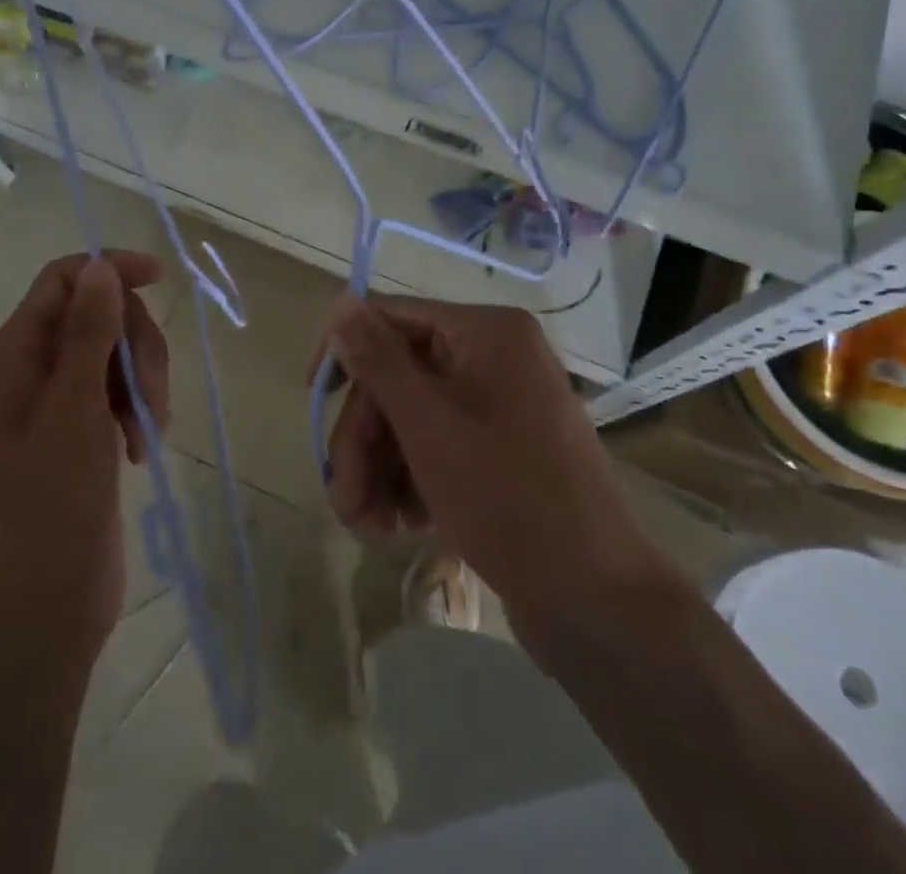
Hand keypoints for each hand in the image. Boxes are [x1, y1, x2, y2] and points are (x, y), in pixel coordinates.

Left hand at [0, 252, 169, 661]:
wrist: (46, 604)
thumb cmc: (52, 502)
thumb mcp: (73, 409)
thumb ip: (87, 332)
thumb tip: (101, 266)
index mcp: (15, 356)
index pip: (63, 280)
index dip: (110, 271)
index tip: (160, 280)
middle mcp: (34, 370)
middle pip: (100, 314)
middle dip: (136, 344)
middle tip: (148, 392)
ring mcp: (61, 402)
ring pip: (118, 353)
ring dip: (144, 382)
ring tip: (145, 430)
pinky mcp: (85, 431)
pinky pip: (123, 391)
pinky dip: (141, 408)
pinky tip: (140, 446)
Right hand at [315, 296, 668, 649]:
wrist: (594, 599)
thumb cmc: (507, 497)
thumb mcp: (429, 425)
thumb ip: (379, 361)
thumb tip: (340, 305)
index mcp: (485, 332)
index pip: (392, 317)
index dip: (346, 353)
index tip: (311, 396)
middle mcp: (494, 357)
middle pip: (398, 377)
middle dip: (364, 438)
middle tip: (344, 497)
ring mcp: (499, 404)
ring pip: (412, 418)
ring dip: (380, 467)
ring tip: (368, 525)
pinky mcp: (501, 449)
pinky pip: (438, 445)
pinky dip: (411, 480)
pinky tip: (402, 525)